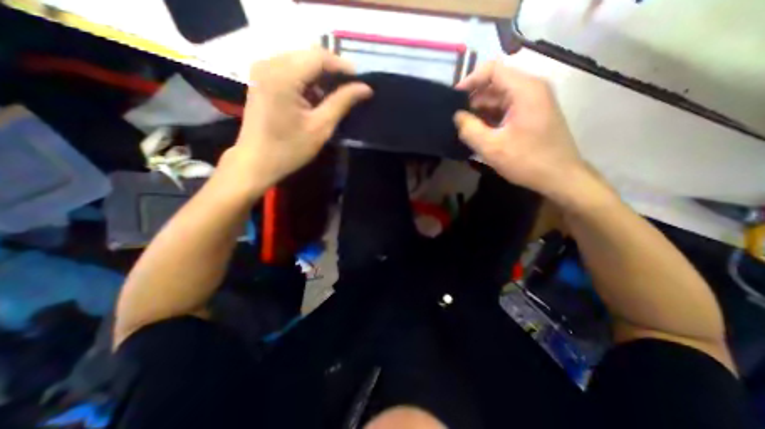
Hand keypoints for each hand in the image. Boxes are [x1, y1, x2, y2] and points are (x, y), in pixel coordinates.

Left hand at [222, 46, 372, 194]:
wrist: (256, 162)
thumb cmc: (289, 149)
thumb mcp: (321, 127)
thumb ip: (342, 102)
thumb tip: (365, 88)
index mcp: (283, 76)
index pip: (319, 57)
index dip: (343, 67)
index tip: (361, 82)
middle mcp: (269, 64)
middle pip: (309, 56)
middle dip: (332, 71)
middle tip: (350, 90)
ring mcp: (262, 70)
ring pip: (301, 62)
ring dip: (320, 76)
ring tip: (335, 96)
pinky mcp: (262, 79)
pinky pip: (290, 70)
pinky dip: (307, 81)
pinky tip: (316, 98)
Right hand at [453, 60, 587, 200]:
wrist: (560, 177)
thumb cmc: (527, 161)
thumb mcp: (492, 147)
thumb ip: (469, 129)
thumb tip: (457, 116)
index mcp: (524, 89)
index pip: (492, 70)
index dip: (469, 81)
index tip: (452, 99)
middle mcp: (530, 89)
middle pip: (495, 84)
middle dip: (472, 100)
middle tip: (454, 118)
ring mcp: (532, 102)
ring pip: (498, 98)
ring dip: (479, 111)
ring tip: (462, 127)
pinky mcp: (531, 115)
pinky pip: (505, 109)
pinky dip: (489, 118)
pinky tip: (477, 132)